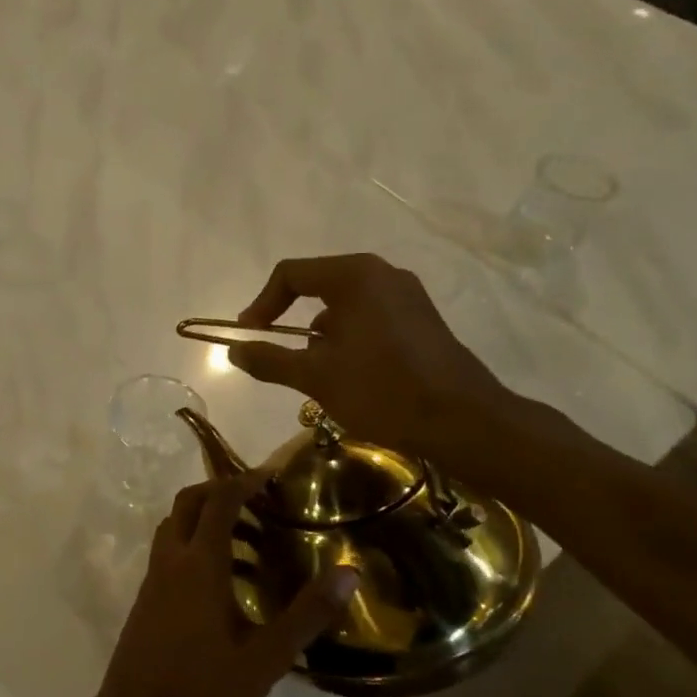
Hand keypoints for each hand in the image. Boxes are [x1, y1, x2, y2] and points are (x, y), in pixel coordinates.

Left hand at [93, 477, 356, 696]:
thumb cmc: (206, 685)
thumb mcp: (267, 656)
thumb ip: (308, 614)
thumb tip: (349, 573)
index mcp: (200, 562)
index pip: (219, 501)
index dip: (244, 482)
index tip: (271, 477)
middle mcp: (172, 558)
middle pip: (189, 501)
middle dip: (220, 490)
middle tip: (257, 501)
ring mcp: (153, 575)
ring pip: (175, 523)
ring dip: (205, 517)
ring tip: (248, 540)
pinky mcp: (146, 594)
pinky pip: (169, 547)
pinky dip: (193, 541)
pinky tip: (222, 579)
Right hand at [227, 253, 508, 461]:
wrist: (463, 422)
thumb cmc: (382, 390)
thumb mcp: (315, 377)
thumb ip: (269, 359)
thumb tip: (233, 349)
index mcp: (355, 276)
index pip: (291, 274)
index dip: (261, 304)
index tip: (248, 335)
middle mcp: (383, 275)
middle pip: (318, 286)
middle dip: (291, 320)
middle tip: (278, 353)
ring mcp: (408, 296)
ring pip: (344, 306)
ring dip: (320, 334)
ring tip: (315, 374)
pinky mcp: (422, 320)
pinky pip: (370, 318)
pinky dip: (348, 339)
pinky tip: (350, 376)